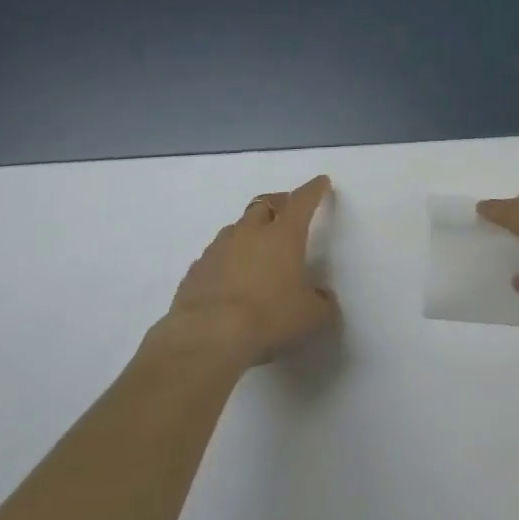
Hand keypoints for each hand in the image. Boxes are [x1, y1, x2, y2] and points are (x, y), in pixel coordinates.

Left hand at [162, 175, 340, 366]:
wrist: (207, 336)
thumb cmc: (268, 318)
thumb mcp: (310, 317)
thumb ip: (322, 303)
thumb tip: (323, 297)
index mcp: (283, 235)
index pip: (302, 201)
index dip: (313, 190)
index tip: (320, 183)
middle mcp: (250, 232)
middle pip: (264, 204)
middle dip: (278, 204)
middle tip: (286, 212)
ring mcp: (219, 248)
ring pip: (237, 228)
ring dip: (249, 232)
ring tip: (256, 250)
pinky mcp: (196, 269)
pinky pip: (215, 255)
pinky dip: (226, 260)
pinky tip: (229, 279)